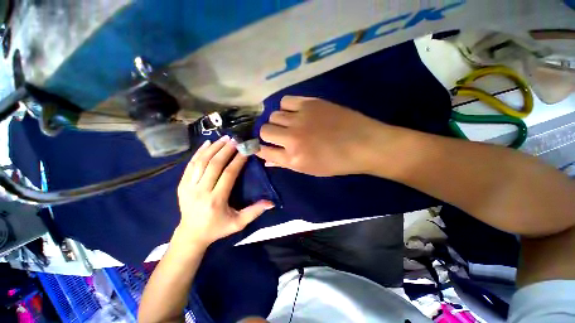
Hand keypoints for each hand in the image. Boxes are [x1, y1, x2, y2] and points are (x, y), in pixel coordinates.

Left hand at [176, 136, 273, 247]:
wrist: (191, 234)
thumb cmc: (217, 228)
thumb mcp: (238, 223)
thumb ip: (254, 212)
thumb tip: (271, 203)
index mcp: (216, 200)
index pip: (228, 174)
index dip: (238, 160)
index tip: (245, 150)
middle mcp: (201, 191)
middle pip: (214, 165)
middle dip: (226, 150)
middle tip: (235, 140)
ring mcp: (188, 187)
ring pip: (201, 162)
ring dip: (213, 148)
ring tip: (224, 138)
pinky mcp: (181, 184)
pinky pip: (190, 165)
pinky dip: (199, 152)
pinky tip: (207, 143)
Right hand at [257, 96, 385, 175]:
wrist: (363, 144)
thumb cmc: (336, 162)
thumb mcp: (309, 169)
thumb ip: (285, 163)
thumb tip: (267, 159)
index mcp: (293, 158)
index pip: (264, 150)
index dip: (260, 148)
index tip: (262, 146)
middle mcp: (292, 138)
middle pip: (265, 130)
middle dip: (269, 134)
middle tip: (279, 135)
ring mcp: (300, 118)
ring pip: (274, 115)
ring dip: (278, 121)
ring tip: (289, 123)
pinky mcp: (310, 103)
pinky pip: (286, 101)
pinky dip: (287, 107)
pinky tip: (295, 112)